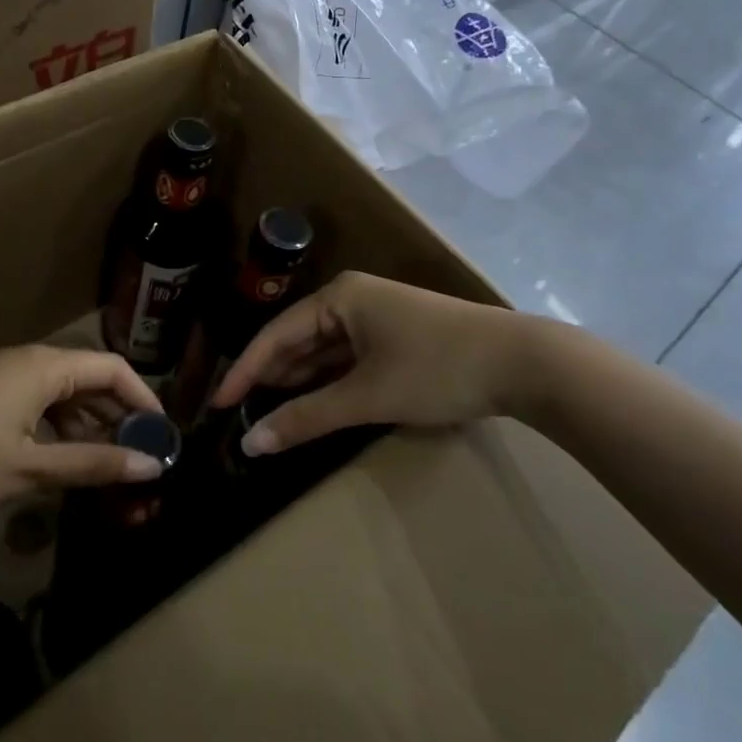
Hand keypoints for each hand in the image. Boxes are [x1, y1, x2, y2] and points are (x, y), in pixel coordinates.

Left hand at [0, 346, 164, 522]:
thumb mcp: (30, 468)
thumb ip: (93, 464)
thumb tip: (152, 466)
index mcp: (43, 366)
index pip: (112, 368)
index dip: (143, 398)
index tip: (162, 435)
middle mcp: (28, 362)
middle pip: (89, 379)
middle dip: (118, 416)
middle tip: (140, 457)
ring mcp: (3, 378)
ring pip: (63, 394)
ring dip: (89, 426)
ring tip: (108, 466)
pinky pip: (38, 404)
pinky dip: (60, 429)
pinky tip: (65, 461)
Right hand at [210, 271, 540, 455]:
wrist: (524, 363)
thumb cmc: (437, 369)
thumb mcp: (367, 396)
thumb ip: (307, 418)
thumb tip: (251, 443)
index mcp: (338, 298)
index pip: (275, 335)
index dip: (244, 371)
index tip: (217, 404)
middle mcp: (351, 300)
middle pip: (296, 340)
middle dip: (270, 377)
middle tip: (238, 414)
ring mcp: (375, 318)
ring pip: (322, 352)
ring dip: (298, 382)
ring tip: (267, 414)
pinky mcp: (395, 338)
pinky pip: (347, 359)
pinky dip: (328, 383)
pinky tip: (312, 405)